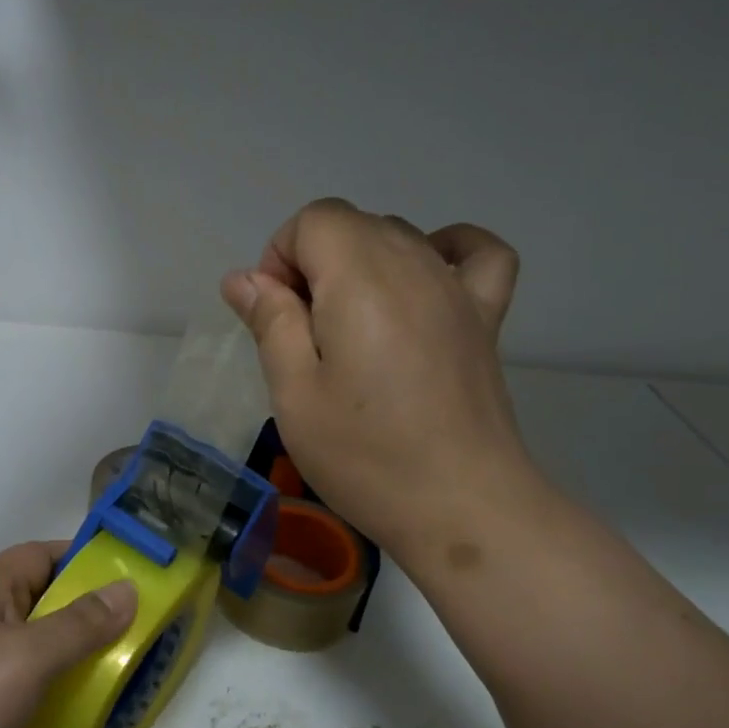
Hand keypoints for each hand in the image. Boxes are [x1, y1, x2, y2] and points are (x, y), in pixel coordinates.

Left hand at [0, 542, 135, 727]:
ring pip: (34, 644)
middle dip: (86, 608)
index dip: (81, 558)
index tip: (127, 573)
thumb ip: (81, 622)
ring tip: (122, 663)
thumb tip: (128, 589)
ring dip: (73, 651)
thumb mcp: (30, 655)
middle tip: (136, 624)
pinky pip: (25, 683)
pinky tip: (83, 704)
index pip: (39, 555)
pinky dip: (54, 686)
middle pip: (40, 599)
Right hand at [221, 198, 541, 557]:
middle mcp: (413, 265)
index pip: (313, 221)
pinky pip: (476, 253)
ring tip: (351, 331)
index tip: (276, 318)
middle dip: (313, 264)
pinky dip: (446, 250)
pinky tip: (425, 280)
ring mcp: (457, 288)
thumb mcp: (295, 394)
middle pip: (352, 225)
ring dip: (360, 265)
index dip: (280, 259)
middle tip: (305, 338)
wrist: (462, 507)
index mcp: (360, 279)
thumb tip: (242, 277)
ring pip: (398, 236)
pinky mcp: (485, 316)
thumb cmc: (365, 455)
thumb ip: (270, 323)